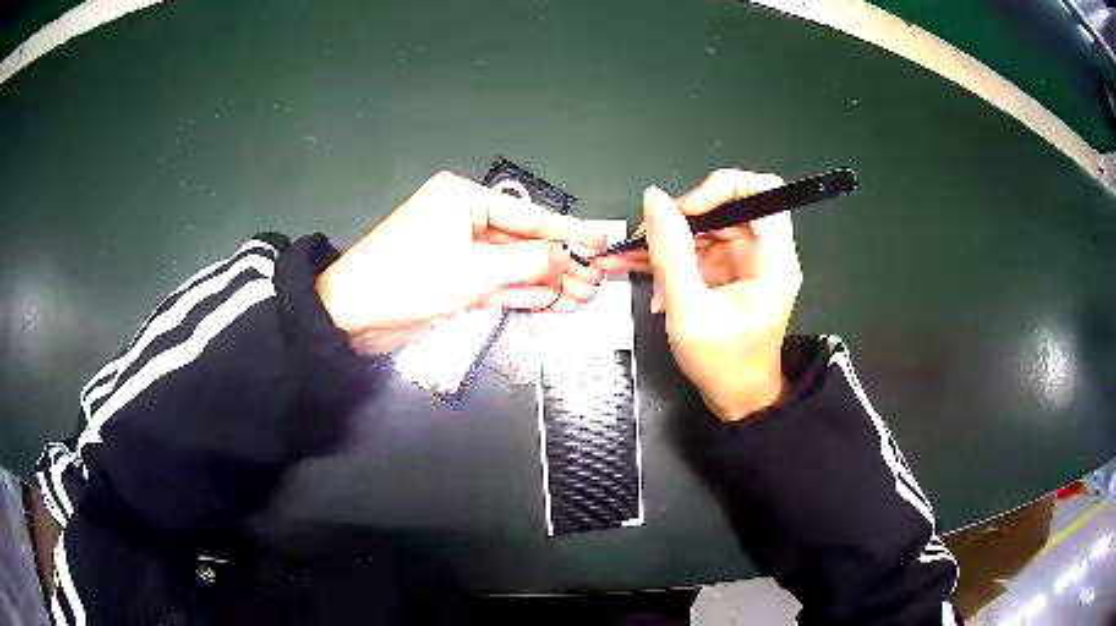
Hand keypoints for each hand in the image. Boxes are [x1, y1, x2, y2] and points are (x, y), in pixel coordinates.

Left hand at [318, 171, 607, 354]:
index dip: (567, 230)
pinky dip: (522, 293)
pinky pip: (496, 283)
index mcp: (462, 199)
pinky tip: (554, 301)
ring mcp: (458, 253)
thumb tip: (566, 257)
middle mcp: (461, 220)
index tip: (600, 239)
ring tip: (584, 295)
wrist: (353, 315)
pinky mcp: (453, 280)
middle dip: (560, 263)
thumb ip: (527, 263)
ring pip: (512, 266)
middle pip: (522, 242)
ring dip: (546, 281)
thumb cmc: (408, 279)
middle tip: (596, 278)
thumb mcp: (474, 270)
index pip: (527, 215)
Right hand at [593, 169, 801, 420]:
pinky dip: (669, 257)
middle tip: (646, 236)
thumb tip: (654, 199)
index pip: (762, 192)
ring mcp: (743, 262)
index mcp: (773, 260)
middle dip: (682, 217)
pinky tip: (640, 268)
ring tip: (631, 256)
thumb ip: (671, 252)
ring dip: (668, 239)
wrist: (735, 399)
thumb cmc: (724, 364)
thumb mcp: (690, 310)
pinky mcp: (725, 272)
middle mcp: (763, 254)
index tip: (686, 209)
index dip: (723, 188)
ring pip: (706, 226)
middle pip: (726, 206)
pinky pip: (696, 248)